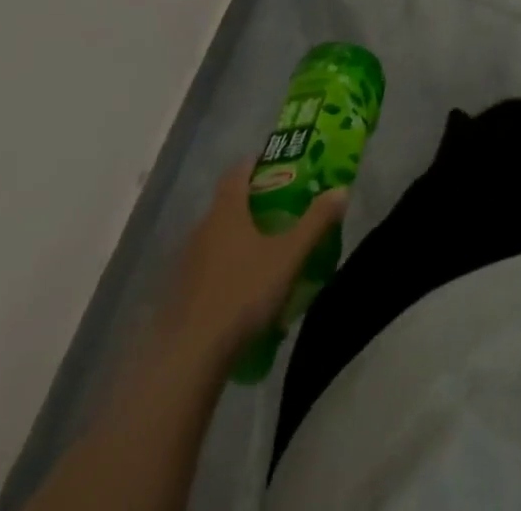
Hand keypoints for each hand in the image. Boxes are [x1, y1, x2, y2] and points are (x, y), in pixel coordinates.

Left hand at [156, 159, 348, 363]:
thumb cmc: (243, 292)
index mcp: (226, 211)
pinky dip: (223, 269)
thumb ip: (315, 222)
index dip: (255, 164)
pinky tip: (241, 291)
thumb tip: (341, 190)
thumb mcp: (289, 256)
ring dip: (237, 239)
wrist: (189, 355)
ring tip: (263, 254)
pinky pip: (206, 268)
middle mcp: (202, 228)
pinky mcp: (179, 294)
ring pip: (215, 238)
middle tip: (279, 212)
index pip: (237, 172)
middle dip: (251, 204)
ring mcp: (186, 262)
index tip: (275, 167)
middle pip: (226, 204)